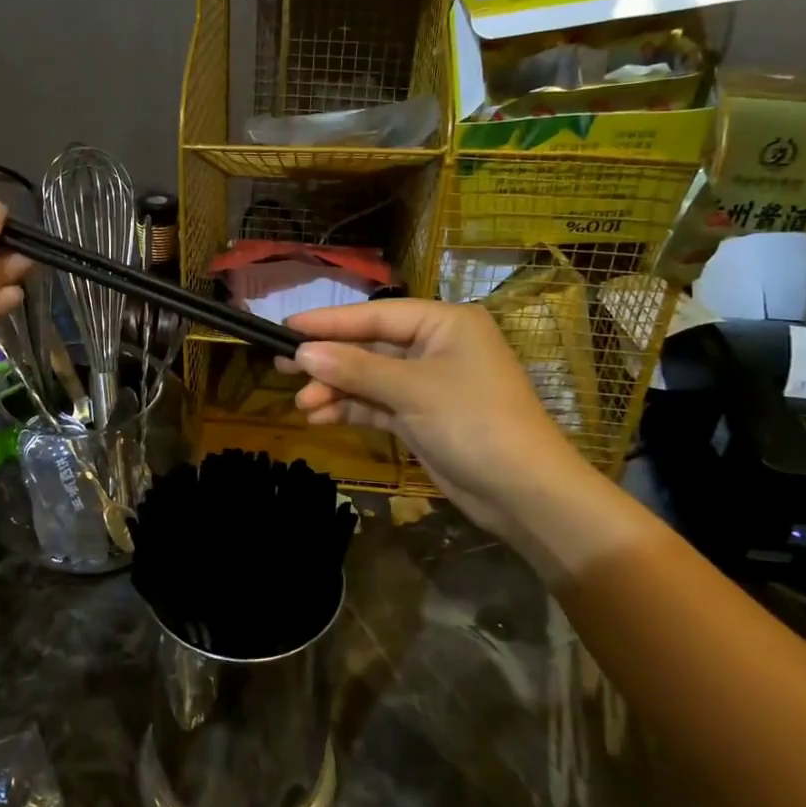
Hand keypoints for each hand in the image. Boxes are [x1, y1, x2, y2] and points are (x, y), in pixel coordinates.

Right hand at [282, 299, 592, 538]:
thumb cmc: (474, 422)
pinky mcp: (422, 416)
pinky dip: (351, 409)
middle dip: (329, 360)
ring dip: (336, 389)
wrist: (524, 492)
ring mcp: (429, 383)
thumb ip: (356, 368)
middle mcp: (436, 346)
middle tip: (281, 366)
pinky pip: (378, 404)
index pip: (376, 315)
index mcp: (444, 323)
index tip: (286, 328)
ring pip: (370, 378)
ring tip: (301, 404)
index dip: (329, 322)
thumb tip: (303, 352)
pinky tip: (320, 417)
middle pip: (370, 345)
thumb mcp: (412, 390)